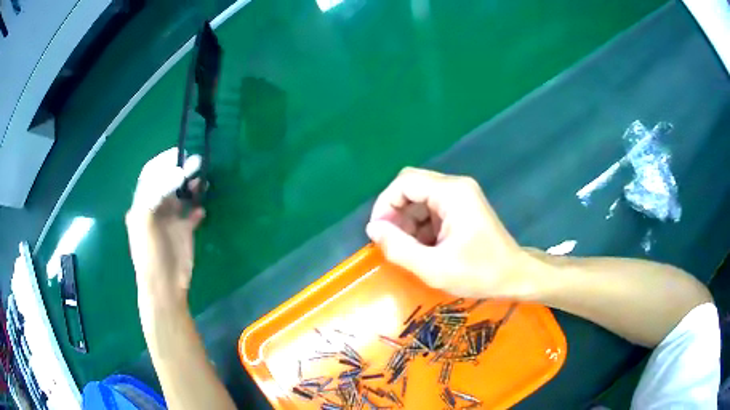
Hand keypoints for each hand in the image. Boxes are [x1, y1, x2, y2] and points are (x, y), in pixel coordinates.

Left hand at [125, 148, 204, 308]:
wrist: (164, 286)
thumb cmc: (150, 255)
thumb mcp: (144, 222)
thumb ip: (155, 195)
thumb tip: (178, 175)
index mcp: (143, 204)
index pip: (151, 175)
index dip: (163, 162)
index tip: (180, 155)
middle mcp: (156, 208)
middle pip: (168, 181)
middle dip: (181, 169)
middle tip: (197, 162)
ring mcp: (171, 220)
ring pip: (182, 196)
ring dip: (191, 186)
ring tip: (202, 182)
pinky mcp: (185, 232)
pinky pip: (192, 214)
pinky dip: (198, 208)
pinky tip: (201, 210)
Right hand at [367, 167, 533, 297]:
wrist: (515, 276)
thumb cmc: (479, 273)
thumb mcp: (434, 267)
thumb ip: (399, 247)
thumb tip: (372, 229)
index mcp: (452, 193)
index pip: (404, 182)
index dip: (385, 205)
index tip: (378, 233)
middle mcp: (456, 187)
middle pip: (412, 188)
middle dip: (396, 214)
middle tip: (392, 243)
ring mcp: (461, 196)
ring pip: (420, 199)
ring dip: (408, 222)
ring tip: (409, 250)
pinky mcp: (462, 207)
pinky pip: (431, 209)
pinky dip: (421, 227)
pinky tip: (424, 249)